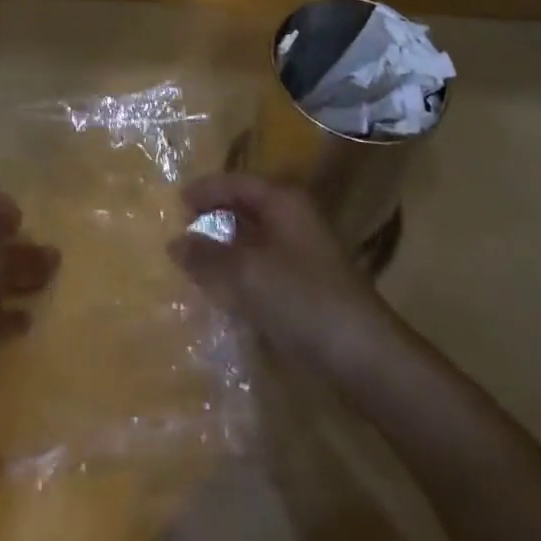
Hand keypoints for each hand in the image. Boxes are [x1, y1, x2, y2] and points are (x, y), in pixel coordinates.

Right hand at [168, 173, 395, 377]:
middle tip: (181, 234)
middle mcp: (294, 217)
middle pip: (245, 207)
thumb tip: (174, 243)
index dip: (204, 190)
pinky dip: (242, 272)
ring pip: (255, 239)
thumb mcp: (246, 275)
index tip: (174, 204)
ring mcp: (305, 251)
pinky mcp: (309, 285)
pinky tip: (226, 292)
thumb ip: (206, 257)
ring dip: (226, 249)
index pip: (235, 182)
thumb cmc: (303, 300)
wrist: (366, 358)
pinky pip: (265, 266)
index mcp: (282, 201)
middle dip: (213, 219)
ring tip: (196, 264)